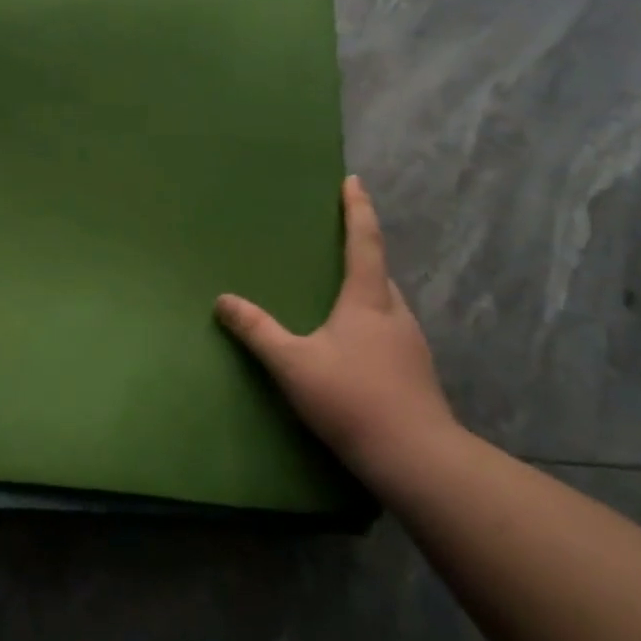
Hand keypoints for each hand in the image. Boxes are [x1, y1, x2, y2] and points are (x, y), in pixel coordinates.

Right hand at [216, 175, 458, 495]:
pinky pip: (390, 328)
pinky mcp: (416, 371)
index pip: (365, 241)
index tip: (353, 181)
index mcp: (368, 300)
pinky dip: (371, 319)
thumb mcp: (294, 365)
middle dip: (362, 249)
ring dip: (367, 287)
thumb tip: (223, 299)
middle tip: (337, 239)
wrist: (417, 459)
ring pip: (387, 302)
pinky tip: (355, 343)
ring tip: (340, 292)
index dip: (358, 208)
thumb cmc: (353, 400)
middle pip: (379, 270)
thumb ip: (257, 331)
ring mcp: (411, 343)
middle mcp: (396, 312)